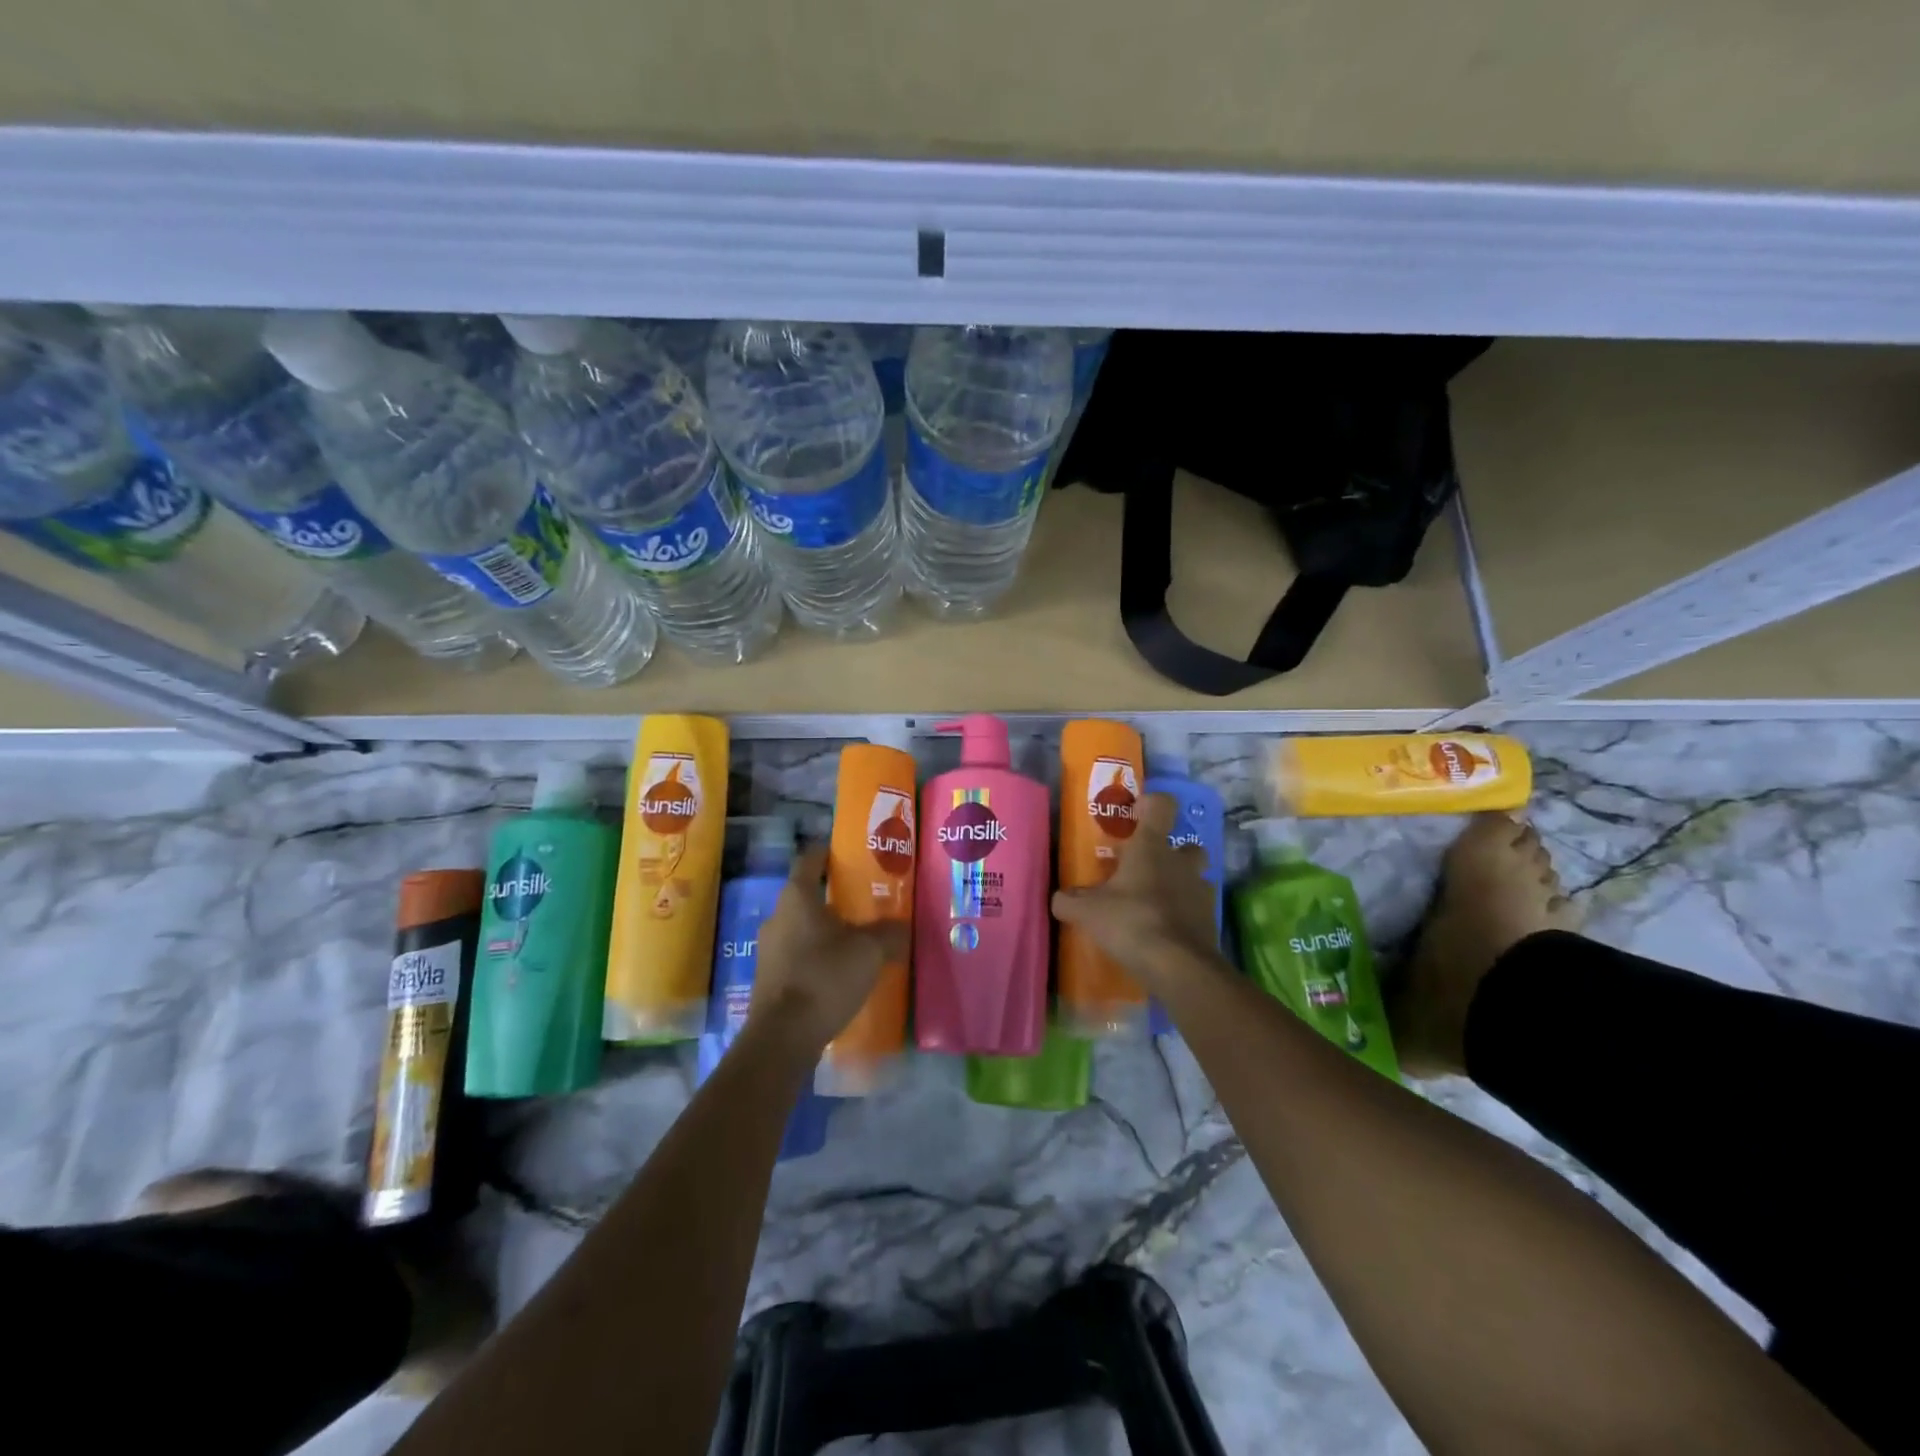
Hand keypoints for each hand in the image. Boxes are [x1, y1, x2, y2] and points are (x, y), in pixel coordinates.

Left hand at [750, 847, 908, 1053]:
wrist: (783, 1037)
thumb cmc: (825, 978)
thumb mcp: (869, 951)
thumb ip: (890, 933)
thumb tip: (904, 927)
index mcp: (797, 897)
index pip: (810, 859)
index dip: (829, 852)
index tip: (851, 855)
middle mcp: (777, 916)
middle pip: (808, 895)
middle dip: (836, 896)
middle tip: (868, 901)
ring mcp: (769, 949)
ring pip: (803, 927)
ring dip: (828, 930)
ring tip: (860, 940)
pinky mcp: (770, 978)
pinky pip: (798, 955)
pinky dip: (819, 956)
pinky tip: (842, 973)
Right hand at [1052, 793, 1219, 986]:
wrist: (1178, 965)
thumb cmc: (1130, 921)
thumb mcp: (1087, 912)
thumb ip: (1069, 901)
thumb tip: (1060, 898)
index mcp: (1151, 847)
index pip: (1161, 806)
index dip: (1151, 804)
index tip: (1136, 814)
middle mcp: (1180, 862)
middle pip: (1187, 844)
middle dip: (1172, 853)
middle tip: (1147, 869)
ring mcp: (1200, 890)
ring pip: (1195, 877)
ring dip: (1180, 885)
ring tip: (1155, 904)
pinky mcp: (1210, 920)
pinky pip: (1197, 909)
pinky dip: (1184, 915)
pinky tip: (1165, 931)